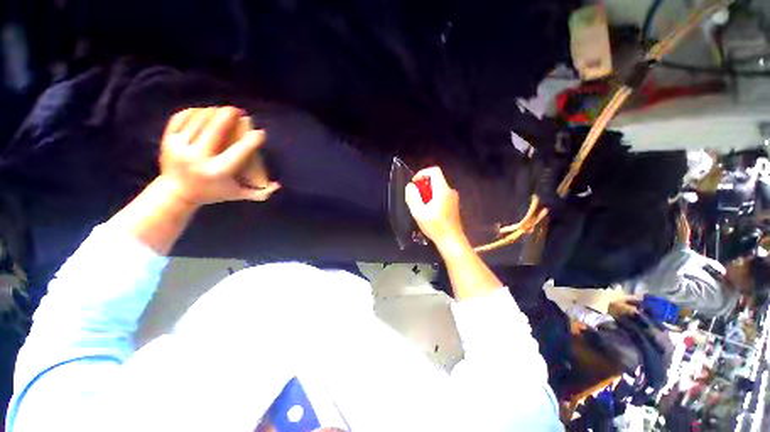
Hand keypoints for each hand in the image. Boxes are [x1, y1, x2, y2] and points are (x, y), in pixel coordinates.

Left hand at [159, 106, 280, 206]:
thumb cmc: (212, 193)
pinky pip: (180, 118)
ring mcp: (179, 148)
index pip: (240, 151)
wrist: (175, 194)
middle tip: (240, 111)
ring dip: (214, 111)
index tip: (261, 133)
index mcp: (217, 171)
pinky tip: (204, 110)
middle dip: (229, 115)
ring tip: (224, 110)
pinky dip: (194, 111)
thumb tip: (278, 185)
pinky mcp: (167, 141)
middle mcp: (198, 158)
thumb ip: (260, 193)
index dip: (253, 140)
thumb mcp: (238, 195)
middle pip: (216, 129)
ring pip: (198, 120)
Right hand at [405, 167, 465, 249]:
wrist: (451, 240)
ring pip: (438, 187)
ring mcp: (453, 198)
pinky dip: (433, 197)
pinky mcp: (453, 204)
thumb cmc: (435, 226)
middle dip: (423, 185)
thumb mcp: (419, 212)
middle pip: (436, 179)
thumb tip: (410, 186)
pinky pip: (441, 194)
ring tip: (420, 205)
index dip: (422, 173)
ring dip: (427, 192)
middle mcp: (450, 191)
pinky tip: (428, 210)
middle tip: (415, 197)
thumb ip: (413, 197)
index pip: (434, 171)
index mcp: (443, 190)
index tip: (414, 183)